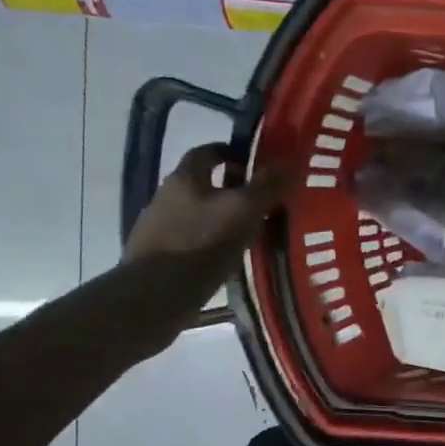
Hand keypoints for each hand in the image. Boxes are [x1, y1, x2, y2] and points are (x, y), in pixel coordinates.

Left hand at [123, 143, 280, 266]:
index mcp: (185, 178)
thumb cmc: (203, 243)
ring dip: (221, 218)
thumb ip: (266, 186)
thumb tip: (287, 163)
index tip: (256, 165)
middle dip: (231, 189)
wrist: (157, 294)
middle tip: (261, 202)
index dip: (232, 153)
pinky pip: (191, 240)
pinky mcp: (158, 255)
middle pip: (202, 183)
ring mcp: (158, 227)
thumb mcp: (244, 210)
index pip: (207, 151)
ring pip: (197, 213)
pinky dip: (210, 242)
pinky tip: (227, 258)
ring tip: (249, 233)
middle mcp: (166, 196)